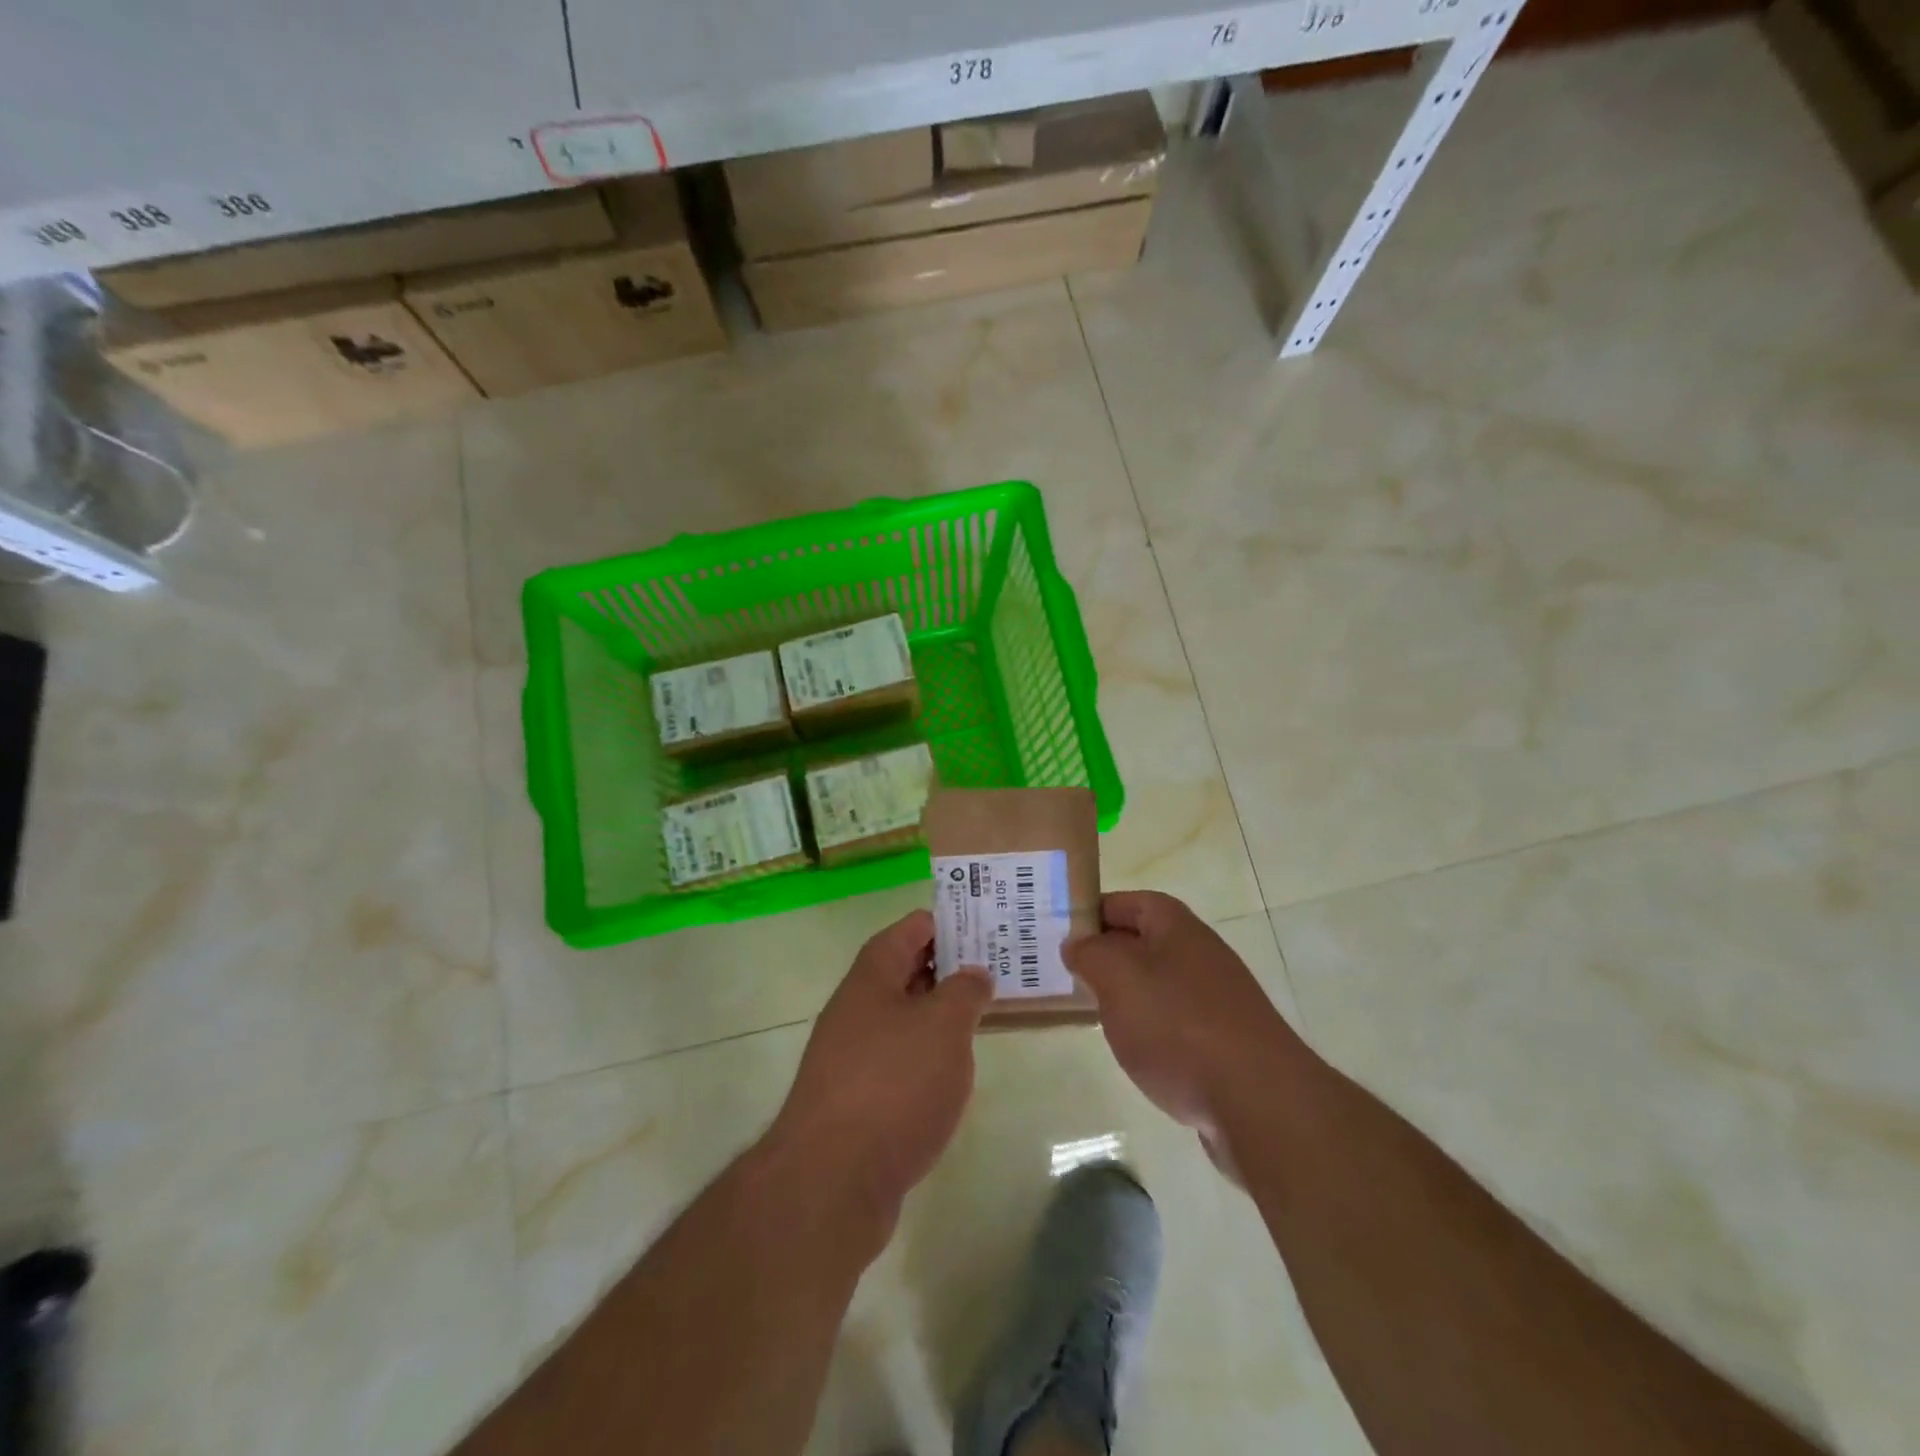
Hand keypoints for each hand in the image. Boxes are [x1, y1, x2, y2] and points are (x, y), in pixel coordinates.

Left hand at [766, 909, 992, 1224]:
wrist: (832, 1180)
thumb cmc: (894, 1084)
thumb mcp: (944, 1026)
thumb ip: (965, 991)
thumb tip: (973, 973)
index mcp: (872, 977)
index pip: (909, 930)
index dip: (946, 922)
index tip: (985, 926)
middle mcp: (855, 1008)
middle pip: (904, 971)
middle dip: (947, 967)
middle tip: (996, 968)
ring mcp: (851, 1055)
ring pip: (902, 1017)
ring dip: (938, 1013)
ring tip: (982, 1015)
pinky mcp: (855, 1099)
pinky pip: (897, 1059)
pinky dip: (925, 1055)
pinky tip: (951, 1071)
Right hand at [1064, 892, 1303, 1144]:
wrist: (1260, 1103)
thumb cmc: (1179, 1027)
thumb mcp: (1118, 978)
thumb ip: (1091, 953)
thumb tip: (1078, 943)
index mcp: (1177, 928)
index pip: (1129, 902)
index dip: (1094, 912)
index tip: (1059, 934)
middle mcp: (1200, 955)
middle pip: (1143, 942)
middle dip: (1105, 956)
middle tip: (1066, 975)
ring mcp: (1217, 1001)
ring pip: (1158, 985)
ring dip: (1126, 996)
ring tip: (1092, 1014)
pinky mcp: (1224, 1044)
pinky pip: (1175, 1024)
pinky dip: (1151, 1032)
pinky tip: (1135, 1054)